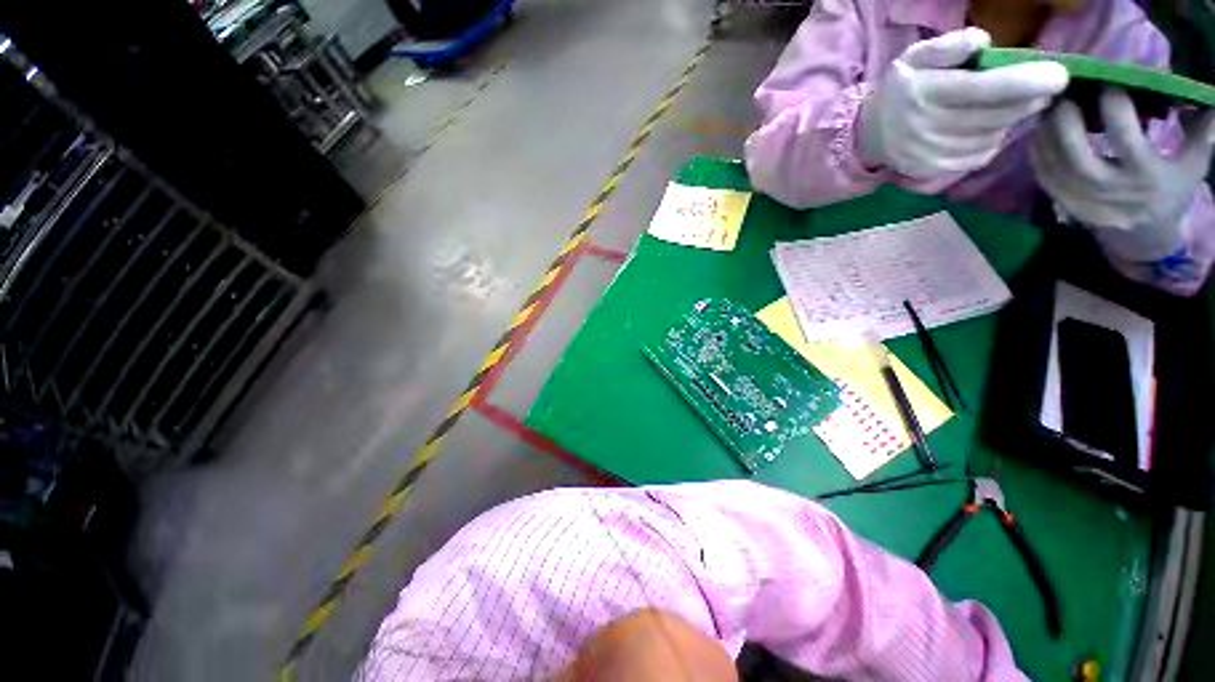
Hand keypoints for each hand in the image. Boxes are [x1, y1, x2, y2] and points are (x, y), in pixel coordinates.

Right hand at [860, 27, 1068, 178]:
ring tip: (1017, 104)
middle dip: (1029, 100)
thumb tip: (983, 41)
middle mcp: (926, 127)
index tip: (1059, 75)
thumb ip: (948, 46)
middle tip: (1047, 87)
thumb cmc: (901, 90)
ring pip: (992, 136)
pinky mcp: (935, 169)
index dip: (1024, 82)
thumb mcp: (916, 58)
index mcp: (923, 94)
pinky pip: (981, 155)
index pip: (983, 89)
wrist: (870, 135)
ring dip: (1013, 119)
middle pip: (995, 116)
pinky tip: (991, 127)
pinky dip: (995, 139)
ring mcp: (930, 153)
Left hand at [1031, 87, 1214, 259]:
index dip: (1116, 111)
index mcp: (1146, 177)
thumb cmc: (1170, 194)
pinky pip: (1045, 178)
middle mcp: (1112, 191)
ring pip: (1056, 168)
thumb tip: (1213, 96)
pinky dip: (1038, 155)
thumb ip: (1202, 133)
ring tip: (1047, 109)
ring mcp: (1085, 200)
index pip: (1127, 141)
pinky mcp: (1065, 204)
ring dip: (1047, 138)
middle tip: (1063, 96)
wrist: (1142, 237)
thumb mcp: (1192, 166)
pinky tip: (1038, 134)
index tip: (1108, 84)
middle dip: (1068, 127)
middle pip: (1080, 160)